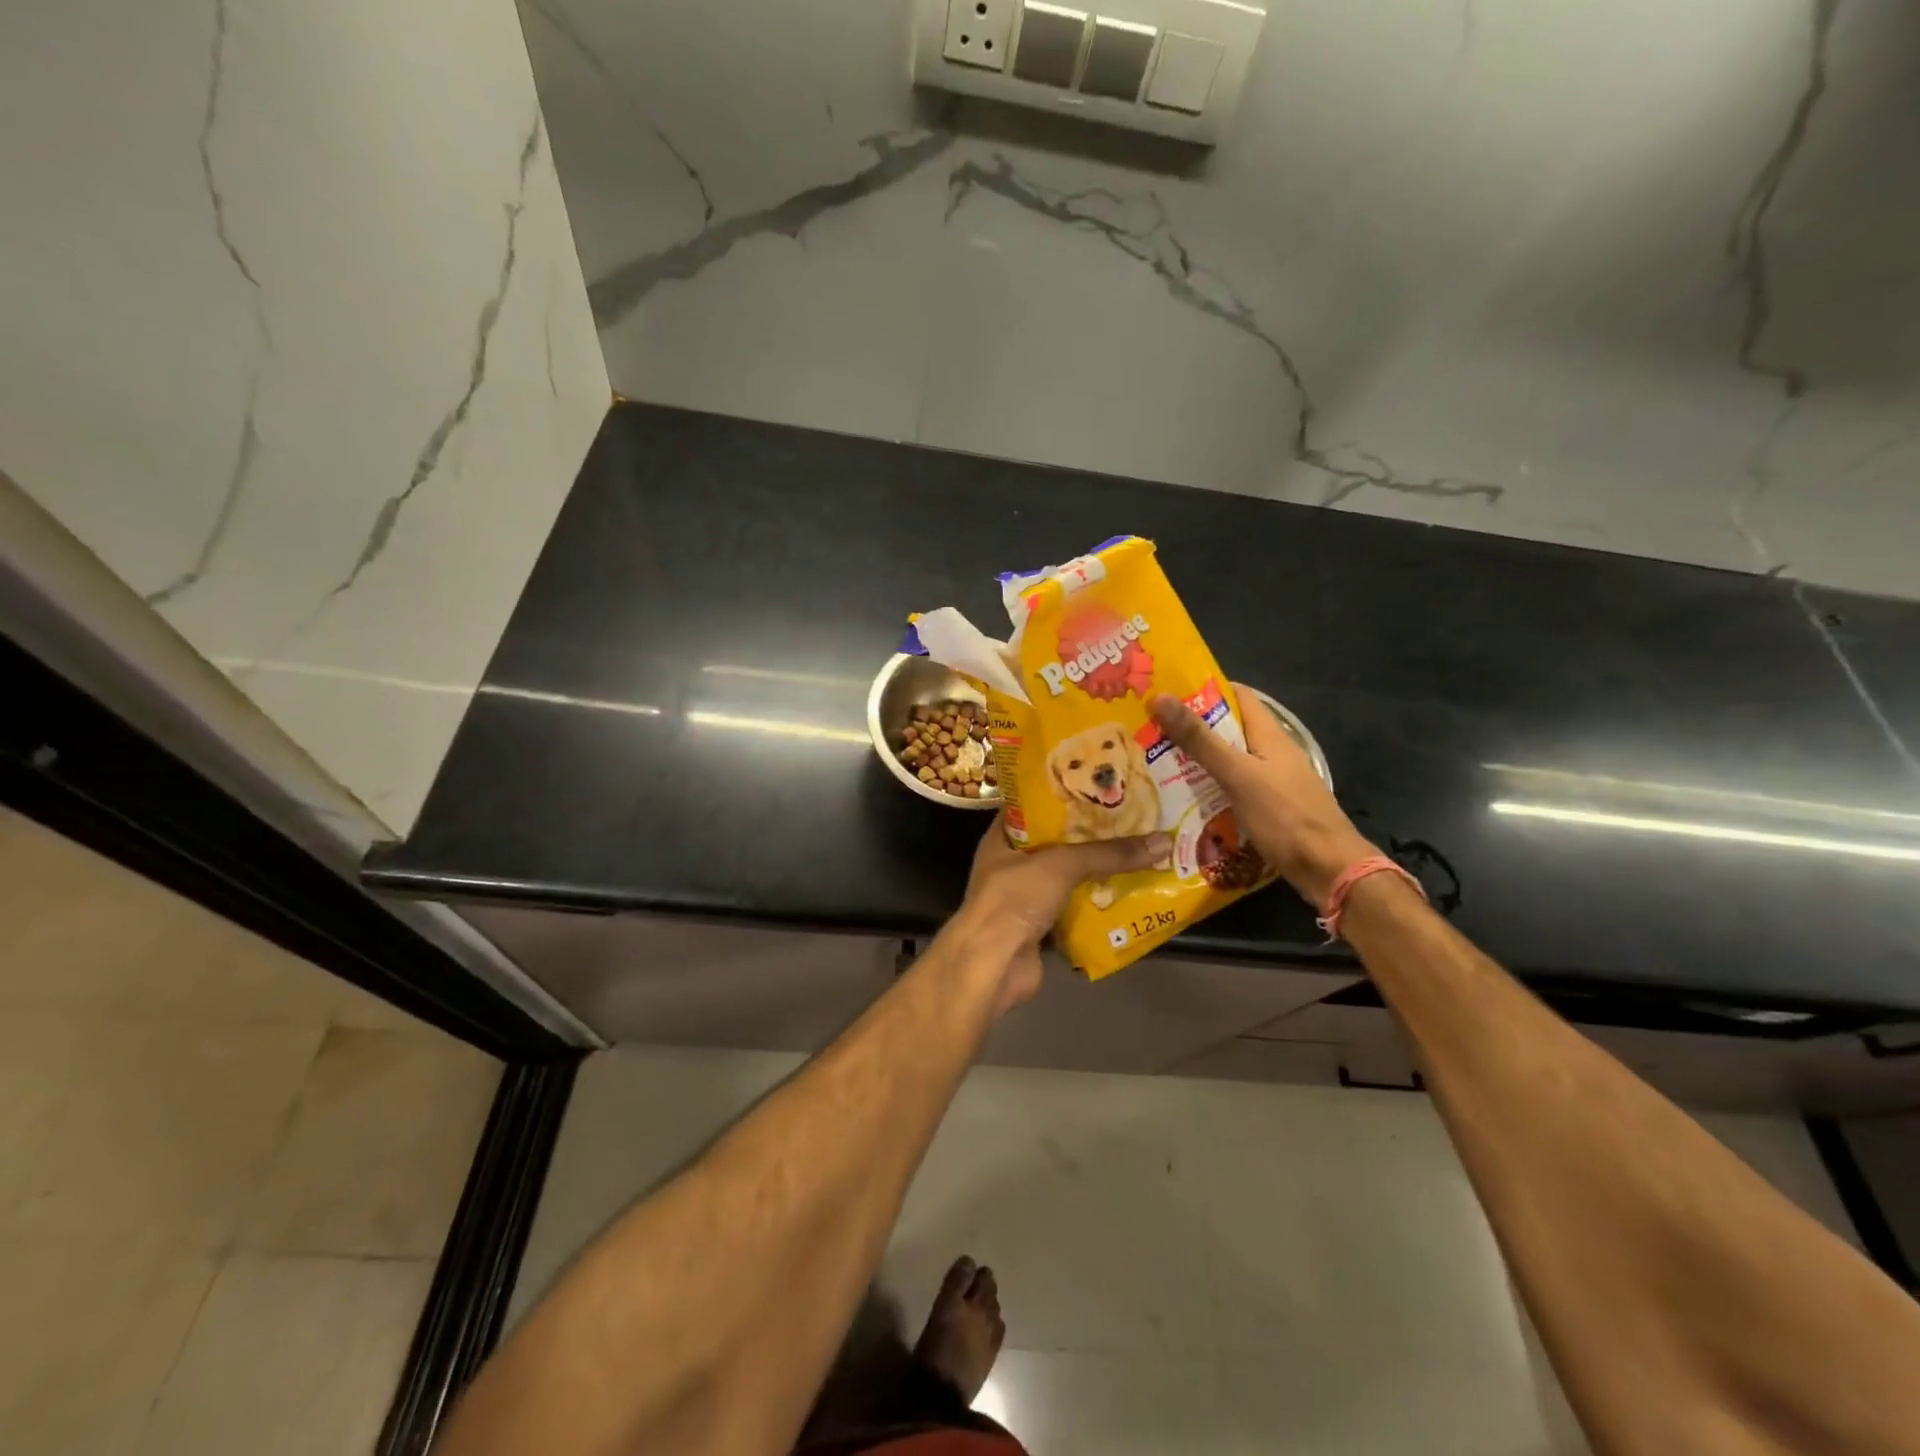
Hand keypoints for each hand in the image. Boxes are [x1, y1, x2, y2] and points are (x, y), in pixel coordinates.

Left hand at [955, 812, 1168, 1016]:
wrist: (993, 965)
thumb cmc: (1015, 899)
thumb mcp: (1063, 865)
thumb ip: (1109, 854)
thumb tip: (1163, 842)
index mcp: (1003, 838)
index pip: (1032, 805)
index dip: (1063, 795)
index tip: (1098, 785)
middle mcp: (1011, 864)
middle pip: (1056, 843)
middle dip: (1090, 834)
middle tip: (1130, 817)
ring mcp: (1025, 898)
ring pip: (1067, 877)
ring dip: (1097, 870)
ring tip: (1137, 850)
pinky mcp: (1040, 927)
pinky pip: (1074, 908)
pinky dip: (1097, 903)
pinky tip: (1129, 892)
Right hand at [1148, 684, 1375, 908]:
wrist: (1328, 870)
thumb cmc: (1285, 816)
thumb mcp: (1238, 774)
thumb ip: (1199, 739)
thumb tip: (1160, 697)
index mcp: (1269, 735)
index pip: (1237, 696)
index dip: (1203, 689)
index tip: (1167, 692)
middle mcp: (1271, 753)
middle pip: (1228, 729)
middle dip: (1191, 727)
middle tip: (1149, 729)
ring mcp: (1271, 782)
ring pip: (1228, 761)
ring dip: (1197, 759)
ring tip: (1155, 761)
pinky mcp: (1267, 808)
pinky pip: (1232, 788)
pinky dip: (1208, 787)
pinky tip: (1183, 797)